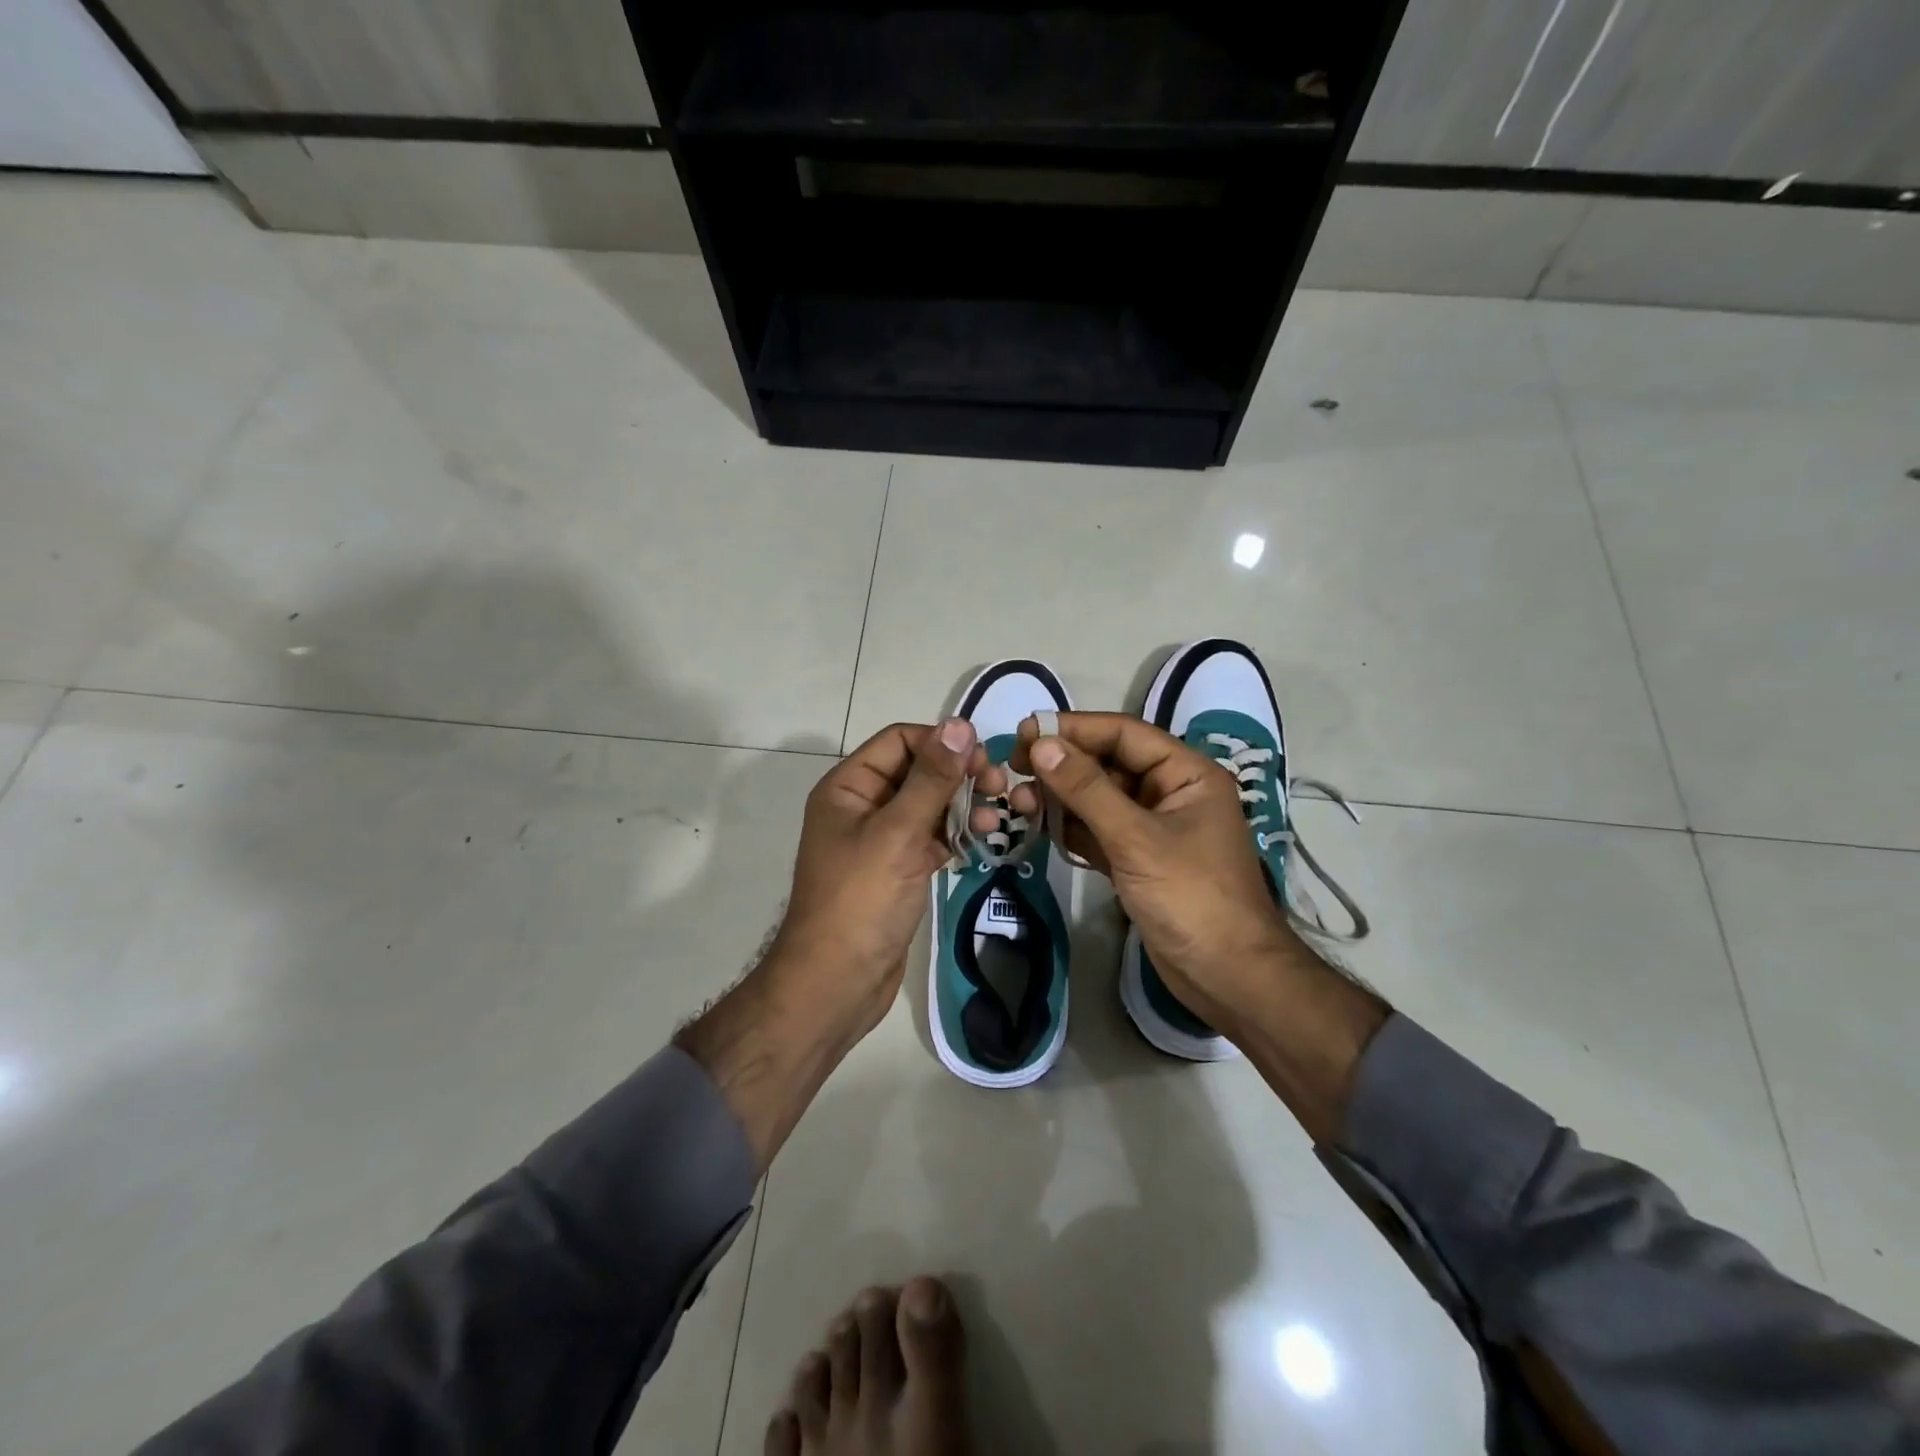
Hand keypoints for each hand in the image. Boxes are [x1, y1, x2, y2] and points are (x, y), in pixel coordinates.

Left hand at [771, 719, 1006, 1035]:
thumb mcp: (898, 833)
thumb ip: (931, 779)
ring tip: (999, 819)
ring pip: (930, 805)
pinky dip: (958, 835)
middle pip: (918, 771)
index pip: (900, 740)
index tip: (984, 760)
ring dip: (965, 805)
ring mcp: (882, 839)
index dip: (942, 743)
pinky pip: (933, 838)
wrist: (837, 983)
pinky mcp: (899, 869)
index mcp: (849, 787)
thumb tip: (960, 725)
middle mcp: (863, 806)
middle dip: (959, 775)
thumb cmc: (861, 900)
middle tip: (1000, 787)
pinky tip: (986, 840)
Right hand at [1008, 712, 1290, 1032]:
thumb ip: (1087, 789)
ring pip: (1099, 799)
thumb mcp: (1136, 838)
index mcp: (1187, 774)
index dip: (1075, 729)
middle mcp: (1170, 793)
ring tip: (1018, 800)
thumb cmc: (1191, 897)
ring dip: (1061, 797)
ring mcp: (1152, 828)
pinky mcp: (1137, 860)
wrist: (1226, 977)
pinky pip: (1097, 831)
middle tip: (1014, 766)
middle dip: (1063, 765)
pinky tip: (1038, 826)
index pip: (1124, 734)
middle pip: (1108, 764)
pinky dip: (1070, 828)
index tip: (1027, 730)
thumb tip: (1042, 744)